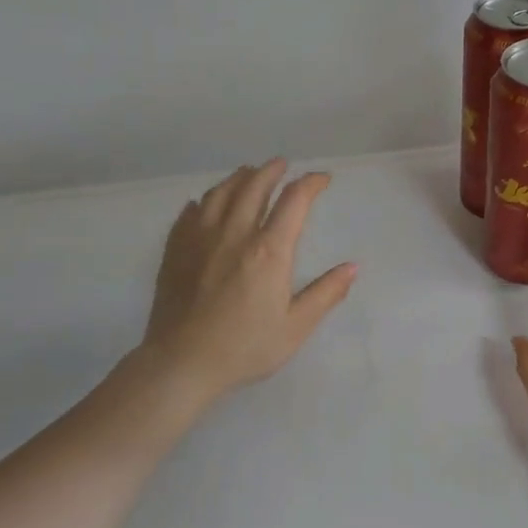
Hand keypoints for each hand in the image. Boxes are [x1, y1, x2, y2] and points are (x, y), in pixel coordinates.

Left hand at [132, 159, 357, 404]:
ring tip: (249, 174)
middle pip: (254, 186)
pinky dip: (204, 201)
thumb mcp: (295, 327)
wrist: (182, 362)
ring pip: (220, 192)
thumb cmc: (245, 348)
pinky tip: (205, 203)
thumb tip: (352, 267)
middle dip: (272, 170)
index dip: (311, 184)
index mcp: (269, 251)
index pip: (294, 201)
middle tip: (283, 165)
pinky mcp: (175, 250)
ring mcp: (200, 239)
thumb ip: (326, 294)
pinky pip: (190, 212)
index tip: (322, 180)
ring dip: (239, 178)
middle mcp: (234, 234)